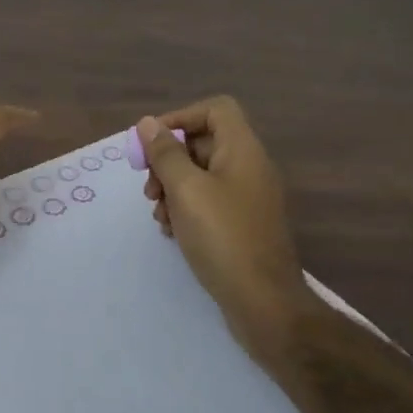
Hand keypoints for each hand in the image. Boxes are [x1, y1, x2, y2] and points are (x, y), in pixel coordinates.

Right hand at [138, 98, 311, 349]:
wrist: (264, 302)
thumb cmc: (222, 237)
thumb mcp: (186, 190)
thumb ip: (165, 154)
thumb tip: (148, 124)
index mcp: (242, 150)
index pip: (215, 110)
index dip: (180, 118)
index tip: (151, 144)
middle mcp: (249, 168)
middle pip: (204, 143)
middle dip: (169, 161)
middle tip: (149, 189)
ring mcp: (248, 198)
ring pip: (201, 175)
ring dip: (172, 189)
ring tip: (158, 215)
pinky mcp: (242, 225)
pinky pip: (209, 202)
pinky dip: (186, 209)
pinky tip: (171, 232)